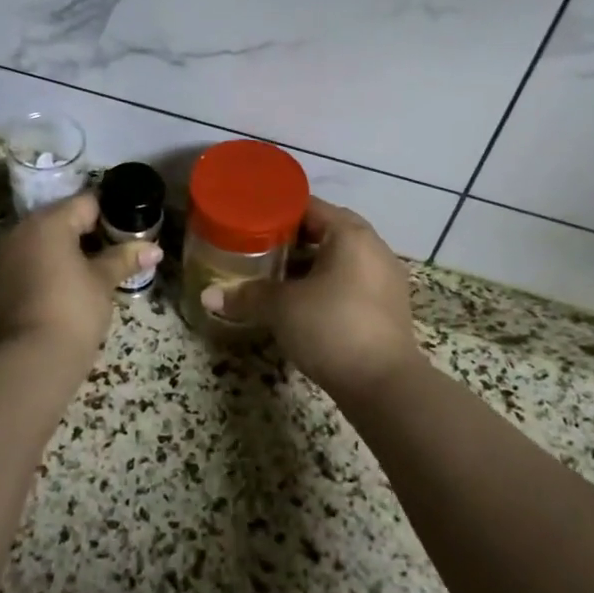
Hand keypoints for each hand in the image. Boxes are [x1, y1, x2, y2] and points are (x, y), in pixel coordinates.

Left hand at [0, 192, 161, 363]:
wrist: (25, 364)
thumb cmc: (72, 312)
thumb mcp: (103, 284)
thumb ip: (124, 259)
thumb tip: (154, 248)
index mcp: (48, 223)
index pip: (86, 202)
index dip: (112, 213)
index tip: (129, 230)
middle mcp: (18, 233)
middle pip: (59, 222)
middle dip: (85, 235)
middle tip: (112, 255)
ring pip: (37, 246)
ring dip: (60, 255)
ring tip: (87, 277)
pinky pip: (21, 269)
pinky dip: (40, 275)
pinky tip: (57, 297)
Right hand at [200, 198, 421, 398]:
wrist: (384, 386)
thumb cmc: (332, 327)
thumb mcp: (281, 308)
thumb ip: (245, 295)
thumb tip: (207, 296)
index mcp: (350, 234)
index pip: (310, 206)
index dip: (278, 211)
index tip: (250, 221)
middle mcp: (373, 248)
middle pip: (326, 231)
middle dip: (292, 239)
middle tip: (258, 247)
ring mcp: (384, 279)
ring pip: (339, 259)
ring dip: (309, 264)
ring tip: (274, 274)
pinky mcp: (387, 307)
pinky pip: (350, 282)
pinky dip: (326, 284)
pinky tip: (301, 302)